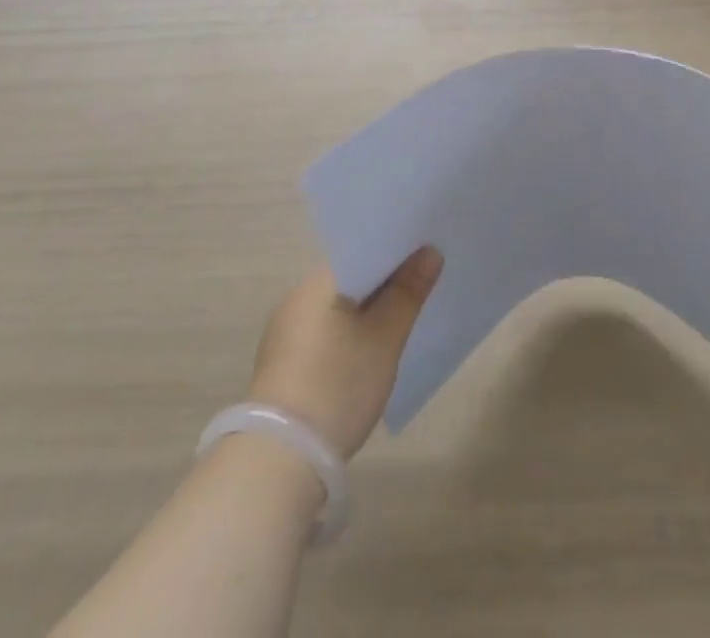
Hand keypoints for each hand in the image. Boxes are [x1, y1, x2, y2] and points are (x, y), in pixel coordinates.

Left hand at [245, 249, 442, 458]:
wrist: (279, 461)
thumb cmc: (338, 386)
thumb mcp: (385, 338)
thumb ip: (408, 292)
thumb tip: (430, 253)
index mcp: (318, 281)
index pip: (364, 248)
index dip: (397, 250)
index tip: (426, 255)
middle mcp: (297, 298)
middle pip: (352, 277)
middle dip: (386, 281)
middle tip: (423, 286)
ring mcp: (286, 332)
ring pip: (339, 306)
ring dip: (368, 310)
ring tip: (402, 318)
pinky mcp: (284, 364)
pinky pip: (326, 331)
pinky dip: (350, 333)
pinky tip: (369, 350)